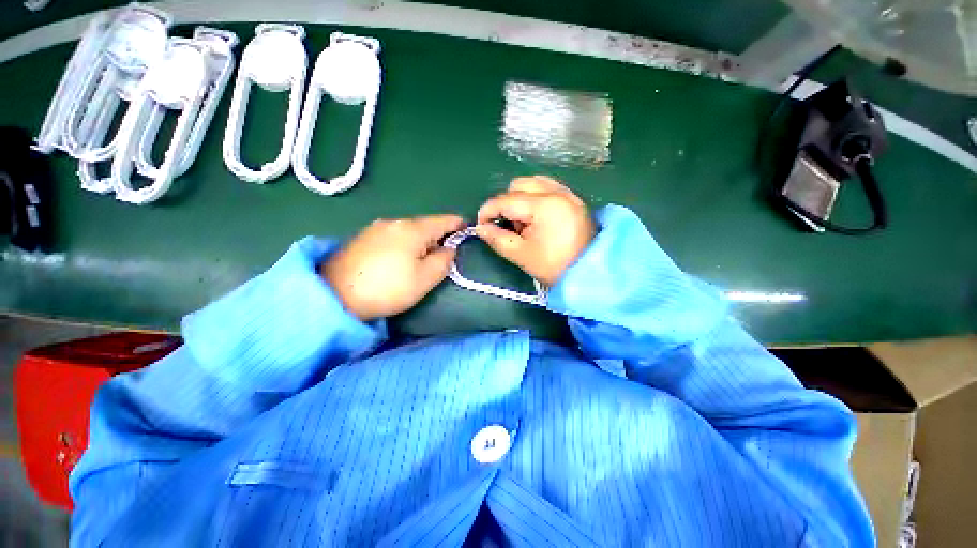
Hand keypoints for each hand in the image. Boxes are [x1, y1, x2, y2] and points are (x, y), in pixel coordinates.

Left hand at [322, 215, 464, 320]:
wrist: (335, 295)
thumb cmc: (388, 288)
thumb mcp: (425, 279)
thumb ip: (444, 261)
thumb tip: (449, 249)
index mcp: (413, 229)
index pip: (442, 220)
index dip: (457, 223)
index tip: (467, 227)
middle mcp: (394, 222)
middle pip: (424, 225)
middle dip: (437, 235)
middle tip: (444, 253)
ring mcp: (375, 228)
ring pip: (407, 230)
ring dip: (420, 240)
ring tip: (421, 258)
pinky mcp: (362, 237)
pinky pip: (392, 236)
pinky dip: (403, 243)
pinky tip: (399, 258)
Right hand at [475, 176, 594, 285]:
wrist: (590, 273)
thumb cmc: (554, 266)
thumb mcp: (521, 255)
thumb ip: (497, 238)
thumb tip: (480, 228)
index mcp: (545, 206)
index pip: (506, 200)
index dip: (488, 211)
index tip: (480, 225)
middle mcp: (557, 192)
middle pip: (519, 184)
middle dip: (506, 203)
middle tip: (508, 226)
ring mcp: (568, 193)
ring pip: (534, 183)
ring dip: (521, 198)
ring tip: (524, 223)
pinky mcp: (574, 199)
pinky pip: (548, 188)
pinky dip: (536, 198)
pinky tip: (537, 218)